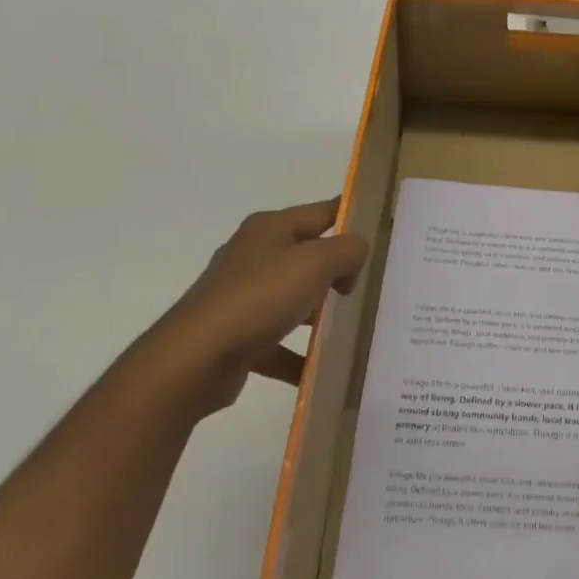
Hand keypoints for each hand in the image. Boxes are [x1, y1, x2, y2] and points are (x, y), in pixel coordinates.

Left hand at [147, 198, 367, 415]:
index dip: (353, 215)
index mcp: (271, 228)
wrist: (194, 360)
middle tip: (375, 285)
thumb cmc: (259, 297)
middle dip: (340, 270)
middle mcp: (255, 255)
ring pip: (295, 299)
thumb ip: (347, 250)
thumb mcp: (316, 262)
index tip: (384, 229)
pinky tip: (322, 368)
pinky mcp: (237, 335)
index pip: (323, 211)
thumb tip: (354, 255)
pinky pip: (279, 341)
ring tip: (355, 328)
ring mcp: (243, 296)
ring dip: (321, 314)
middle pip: (310, 256)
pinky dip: (299, 354)